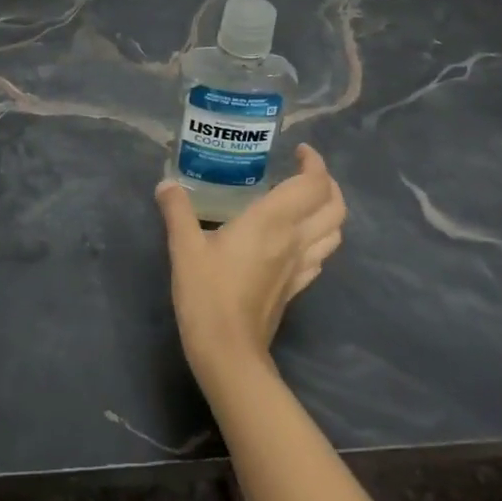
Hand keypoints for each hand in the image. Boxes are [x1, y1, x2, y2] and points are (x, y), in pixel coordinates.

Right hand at [156, 145, 346, 390]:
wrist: (228, 350)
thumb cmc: (206, 293)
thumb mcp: (184, 246)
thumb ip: (177, 210)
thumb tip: (166, 184)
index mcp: (272, 221)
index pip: (312, 184)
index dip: (313, 162)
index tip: (297, 150)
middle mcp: (295, 239)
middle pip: (335, 206)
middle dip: (327, 182)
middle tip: (302, 171)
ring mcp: (301, 266)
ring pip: (335, 231)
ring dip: (328, 209)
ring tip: (305, 200)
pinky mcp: (297, 287)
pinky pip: (321, 255)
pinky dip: (319, 237)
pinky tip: (297, 238)